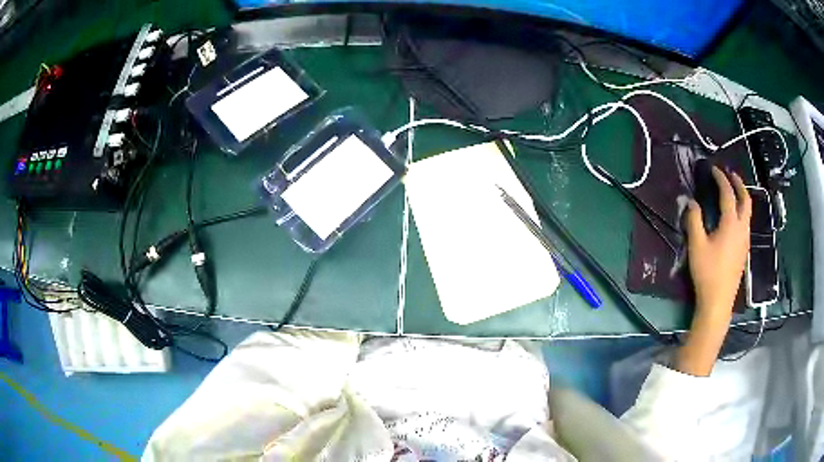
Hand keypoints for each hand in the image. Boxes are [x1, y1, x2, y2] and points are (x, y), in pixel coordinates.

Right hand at [676, 167, 750, 375]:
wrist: (718, 302)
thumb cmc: (707, 273)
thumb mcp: (697, 246)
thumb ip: (694, 221)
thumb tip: (691, 202)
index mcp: (731, 224)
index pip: (728, 194)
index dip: (721, 179)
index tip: (714, 169)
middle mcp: (742, 229)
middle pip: (745, 200)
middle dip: (739, 184)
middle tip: (731, 174)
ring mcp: (745, 241)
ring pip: (748, 212)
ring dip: (742, 197)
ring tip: (734, 192)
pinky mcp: (744, 251)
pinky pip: (746, 224)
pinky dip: (742, 212)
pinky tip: (734, 218)